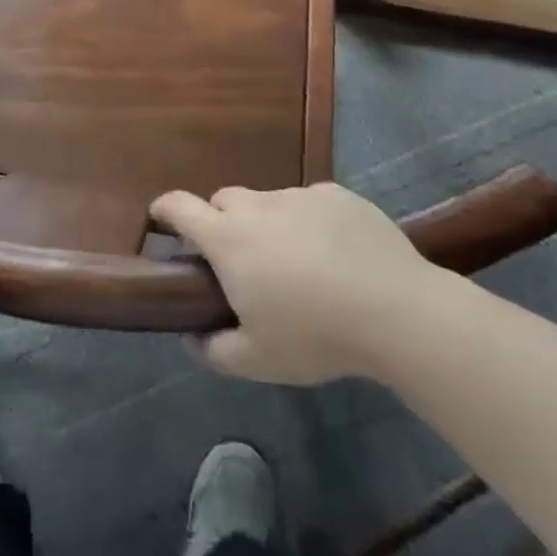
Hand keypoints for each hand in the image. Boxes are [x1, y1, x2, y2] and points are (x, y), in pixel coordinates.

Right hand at [150, 183, 446, 384]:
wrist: (397, 311)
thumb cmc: (315, 335)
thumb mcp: (257, 360)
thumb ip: (214, 349)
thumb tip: (192, 337)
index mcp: (227, 238)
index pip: (179, 206)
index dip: (163, 210)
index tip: (160, 221)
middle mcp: (256, 206)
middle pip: (223, 201)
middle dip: (220, 223)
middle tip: (239, 261)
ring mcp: (298, 196)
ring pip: (268, 203)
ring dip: (267, 225)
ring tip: (296, 264)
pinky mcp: (336, 195)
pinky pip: (309, 203)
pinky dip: (309, 222)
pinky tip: (336, 255)